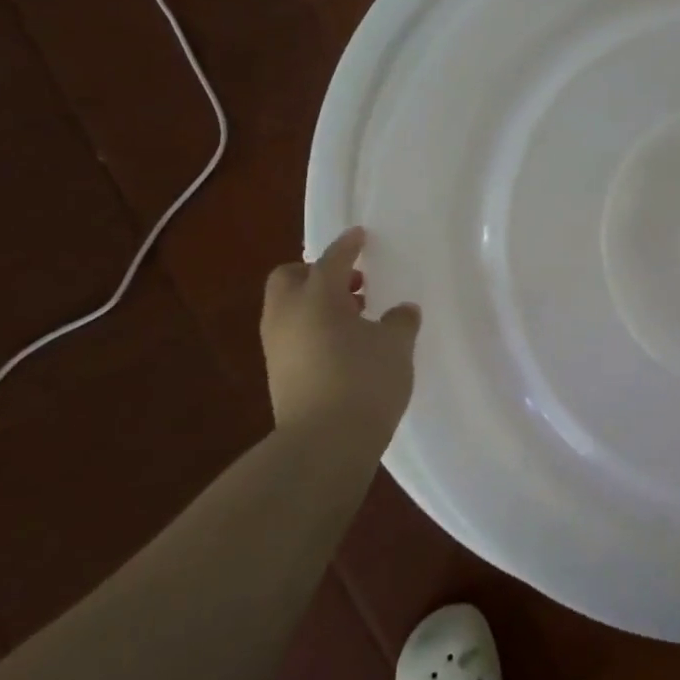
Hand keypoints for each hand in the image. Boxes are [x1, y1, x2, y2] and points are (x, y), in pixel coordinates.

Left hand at [261, 227, 420, 447]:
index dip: (348, 245)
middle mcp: (288, 315)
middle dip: (316, 273)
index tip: (359, 235)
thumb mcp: (396, 346)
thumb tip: (401, 312)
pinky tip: (343, 346)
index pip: (332, 259)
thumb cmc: (364, 381)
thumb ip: (400, 321)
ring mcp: (278, 346)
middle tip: (351, 283)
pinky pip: (293, 335)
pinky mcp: (278, 374)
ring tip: (354, 316)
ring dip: (315, 303)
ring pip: (289, 308)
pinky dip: (312, 329)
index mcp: (317, 297)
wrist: (324, 445)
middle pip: (290, 278)